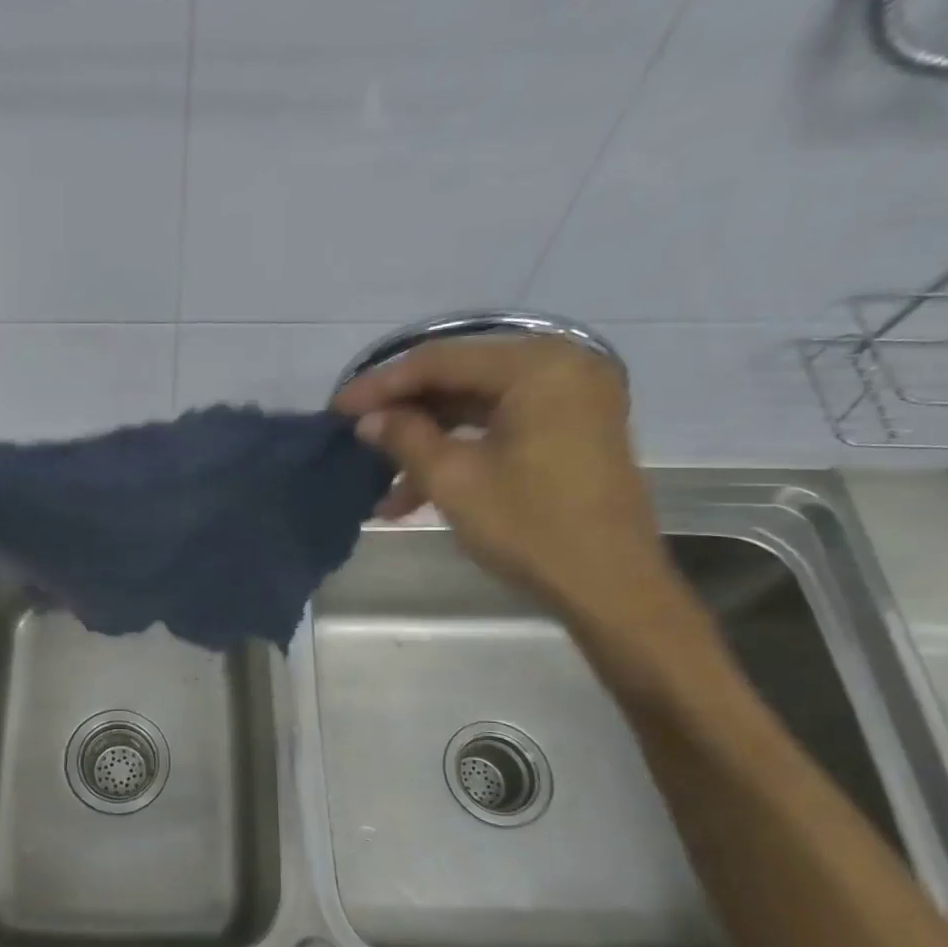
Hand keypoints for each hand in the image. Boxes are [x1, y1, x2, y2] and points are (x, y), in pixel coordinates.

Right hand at [333, 337, 672, 624]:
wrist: (609, 586)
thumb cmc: (530, 527)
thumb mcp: (454, 480)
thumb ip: (405, 438)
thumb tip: (368, 420)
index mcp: (538, 366)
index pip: (440, 360)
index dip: (381, 385)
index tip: (337, 409)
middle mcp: (562, 365)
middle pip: (460, 378)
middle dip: (404, 413)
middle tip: (357, 436)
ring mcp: (571, 398)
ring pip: (477, 406)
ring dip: (427, 441)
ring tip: (382, 483)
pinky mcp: (571, 429)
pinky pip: (501, 425)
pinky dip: (460, 451)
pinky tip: (417, 491)